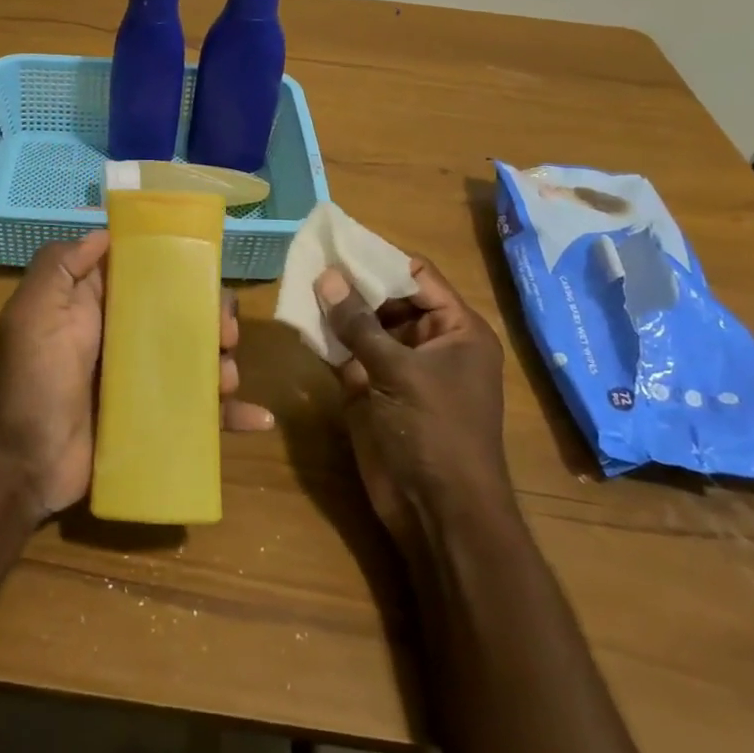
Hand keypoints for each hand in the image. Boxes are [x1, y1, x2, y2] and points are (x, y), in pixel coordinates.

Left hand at [0, 231, 273, 517]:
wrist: (23, 465)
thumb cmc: (31, 382)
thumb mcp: (32, 314)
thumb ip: (59, 267)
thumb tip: (103, 232)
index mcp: (99, 307)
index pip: (148, 275)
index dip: (180, 269)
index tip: (208, 272)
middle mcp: (124, 338)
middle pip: (183, 317)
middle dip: (213, 319)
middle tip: (225, 335)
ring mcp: (143, 381)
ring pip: (198, 361)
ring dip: (224, 364)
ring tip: (226, 378)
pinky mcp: (155, 420)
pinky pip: (201, 414)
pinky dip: (232, 415)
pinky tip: (259, 419)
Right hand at [315, 258, 511, 549]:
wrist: (436, 512)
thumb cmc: (434, 432)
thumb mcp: (399, 371)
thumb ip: (360, 324)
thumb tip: (326, 275)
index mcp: (456, 329)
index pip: (417, 276)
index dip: (380, 258)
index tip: (339, 240)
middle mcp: (428, 342)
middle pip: (387, 297)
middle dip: (351, 281)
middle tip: (308, 257)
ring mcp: (397, 367)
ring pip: (363, 324)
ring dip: (334, 307)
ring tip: (297, 279)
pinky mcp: (370, 389)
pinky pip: (346, 353)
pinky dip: (326, 338)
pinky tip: (299, 318)